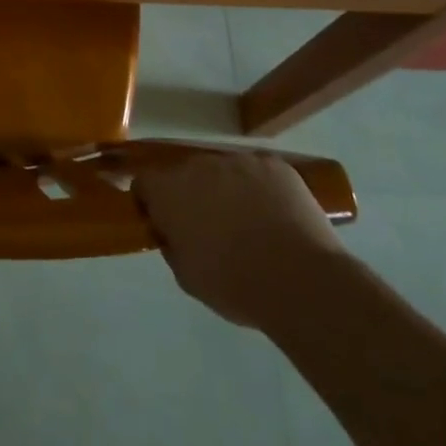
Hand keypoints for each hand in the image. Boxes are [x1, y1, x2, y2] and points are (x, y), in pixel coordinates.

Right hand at [136, 149, 347, 331]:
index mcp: (169, 190)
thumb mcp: (186, 276)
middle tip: (212, 228)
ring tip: (251, 225)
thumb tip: (174, 231)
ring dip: (228, 190)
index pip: (144, 182)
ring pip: (224, 172)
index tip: (165, 224)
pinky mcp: (274, 165)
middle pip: (186, 174)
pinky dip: (262, 190)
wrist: (301, 281)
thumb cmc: (235, 284)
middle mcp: (199, 165)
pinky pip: (259, 173)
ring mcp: (239, 161)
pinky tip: (277, 219)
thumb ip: (172, 244)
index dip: (152, 202)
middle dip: (193, 195)